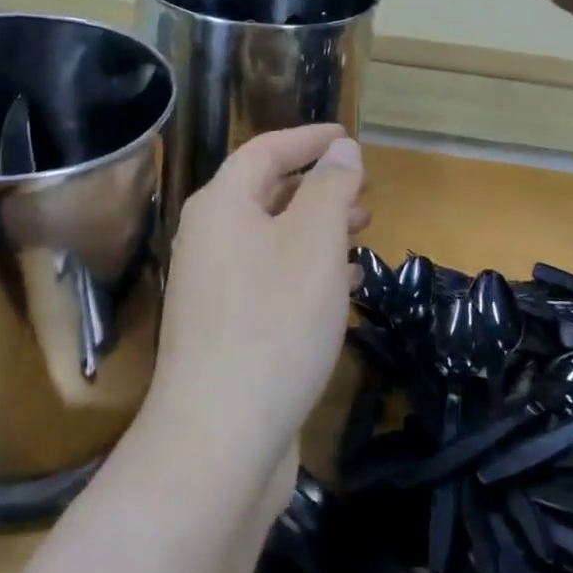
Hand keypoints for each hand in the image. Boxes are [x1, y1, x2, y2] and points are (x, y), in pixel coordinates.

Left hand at [143, 125, 365, 480]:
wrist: (220, 435)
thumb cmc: (273, 322)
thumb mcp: (313, 242)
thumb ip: (330, 188)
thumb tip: (340, 149)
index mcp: (220, 206)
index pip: (264, 151)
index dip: (308, 139)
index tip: (347, 137)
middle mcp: (208, 238)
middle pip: (266, 194)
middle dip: (317, 186)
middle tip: (364, 190)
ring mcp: (212, 287)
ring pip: (271, 238)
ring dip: (316, 229)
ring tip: (362, 229)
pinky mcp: (225, 328)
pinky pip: (269, 278)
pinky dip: (306, 270)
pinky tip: (341, 284)